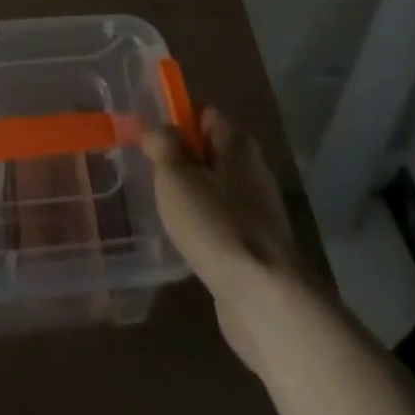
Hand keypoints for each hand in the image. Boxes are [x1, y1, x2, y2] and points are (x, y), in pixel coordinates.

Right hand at [144, 106, 323, 371]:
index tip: (150, 141)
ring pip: (215, 189)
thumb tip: (157, 129)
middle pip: (211, 152)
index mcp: (238, 145)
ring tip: (162, 209)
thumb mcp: (176, 177)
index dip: (177, 122)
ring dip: (191, 196)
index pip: (206, 115)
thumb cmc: (216, 225)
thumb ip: (163, 146)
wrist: (264, 298)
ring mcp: (258, 211)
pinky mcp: (256, 246)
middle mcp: (253, 171)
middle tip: (151, 176)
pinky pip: (222, 221)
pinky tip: (185, 241)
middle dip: (181, 162)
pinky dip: (203, 226)